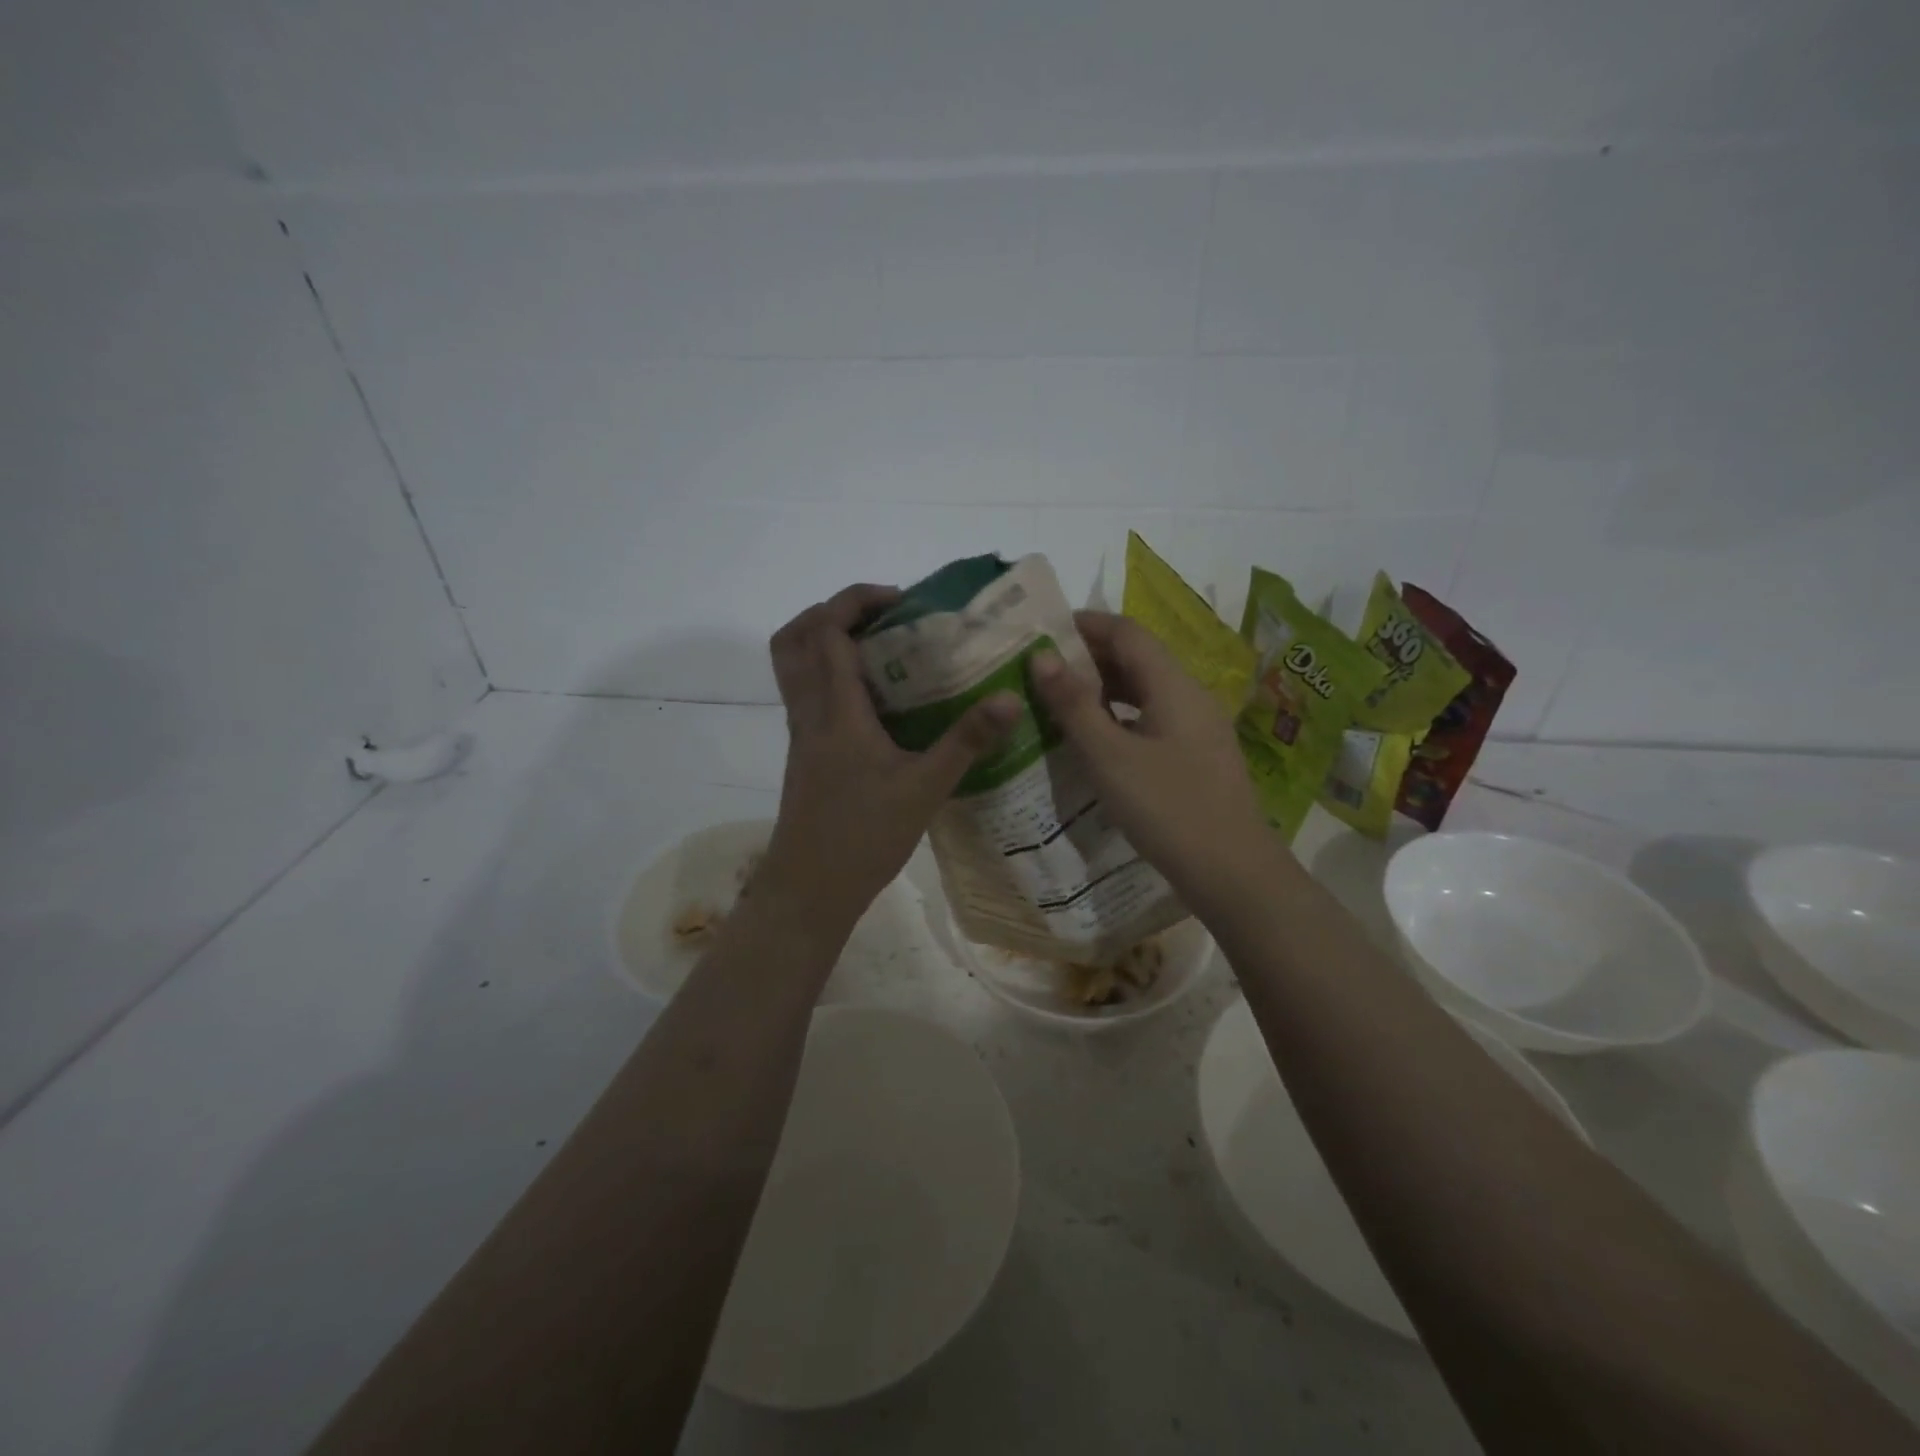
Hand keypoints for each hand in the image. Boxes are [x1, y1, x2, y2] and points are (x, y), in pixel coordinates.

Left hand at [757, 584, 1020, 932]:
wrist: (809, 890)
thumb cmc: (862, 836)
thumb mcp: (925, 788)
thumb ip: (967, 741)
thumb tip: (1010, 697)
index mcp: (835, 710)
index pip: (828, 631)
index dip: (856, 601)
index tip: (901, 602)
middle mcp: (808, 712)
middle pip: (794, 638)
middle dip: (832, 612)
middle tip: (882, 619)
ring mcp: (801, 734)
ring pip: (794, 668)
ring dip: (826, 643)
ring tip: (880, 652)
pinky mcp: (804, 755)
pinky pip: (806, 696)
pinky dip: (830, 678)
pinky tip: (876, 703)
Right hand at [1030, 611, 1274, 901]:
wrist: (1232, 872)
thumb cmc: (1167, 809)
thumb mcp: (1109, 757)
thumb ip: (1074, 705)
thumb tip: (1041, 657)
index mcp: (1173, 685)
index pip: (1127, 632)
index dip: (1086, 624)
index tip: (1043, 631)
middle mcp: (1191, 696)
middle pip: (1139, 658)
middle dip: (1092, 656)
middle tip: (1044, 669)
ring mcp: (1199, 727)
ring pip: (1147, 690)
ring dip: (1106, 688)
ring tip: (1062, 701)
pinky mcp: (1198, 756)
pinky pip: (1155, 718)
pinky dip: (1122, 716)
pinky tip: (1098, 739)